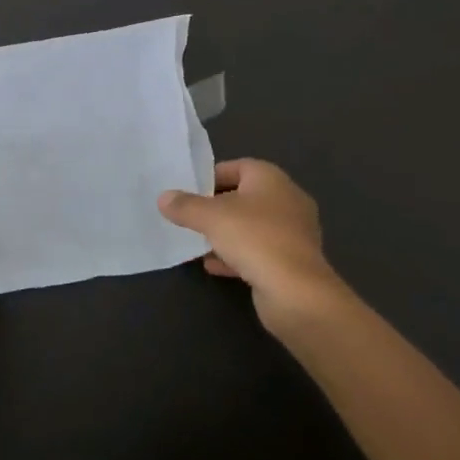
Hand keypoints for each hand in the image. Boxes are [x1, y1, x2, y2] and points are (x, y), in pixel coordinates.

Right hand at [158, 159, 347, 333]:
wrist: (296, 292)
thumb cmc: (254, 238)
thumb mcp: (211, 217)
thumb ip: (185, 206)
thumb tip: (163, 197)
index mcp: (271, 178)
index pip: (238, 166)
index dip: (212, 176)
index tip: (189, 190)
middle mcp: (287, 199)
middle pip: (245, 196)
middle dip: (217, 207)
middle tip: (190, 216)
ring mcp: (293, 232)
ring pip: (252, 226)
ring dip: (226, 234)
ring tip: (198, 243)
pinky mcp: (292, 261)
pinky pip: (259, 251)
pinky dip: (237, 256)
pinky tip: (213, 266)